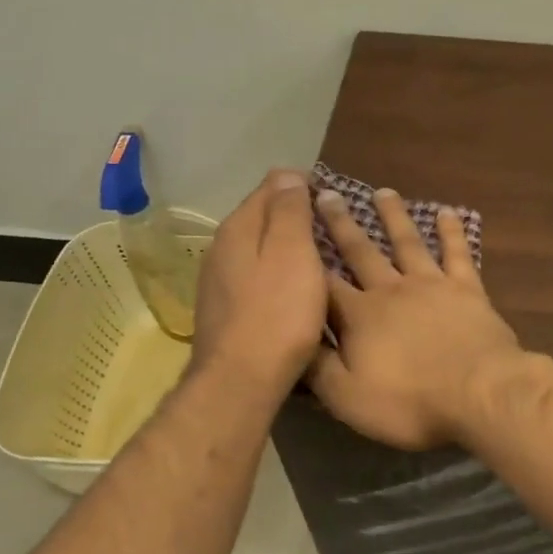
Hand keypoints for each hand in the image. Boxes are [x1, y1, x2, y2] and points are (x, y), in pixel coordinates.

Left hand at [192, 169, 326, 391]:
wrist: (242, 379)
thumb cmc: (278, 313)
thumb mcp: (293, 253)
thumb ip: (290, 210)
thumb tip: (287, 174)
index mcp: (239, 227)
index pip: (272, 186)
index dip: (303, 186)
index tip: (334, 200)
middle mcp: (221, 246)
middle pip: (261, 216)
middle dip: (293, 214)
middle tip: (330, 228)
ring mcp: (218, 279)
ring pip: (257, 247)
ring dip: (284, 245)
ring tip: (317, 257)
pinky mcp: (223, 308)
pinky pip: (255, 275)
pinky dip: (275, 272)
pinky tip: (292, 289)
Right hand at [308, 186, 522, 448]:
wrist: (480, 392)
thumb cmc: (410, 401)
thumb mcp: (348, 398)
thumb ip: (317, 367)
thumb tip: (292, 339)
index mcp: (360, 316)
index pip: (325, 285)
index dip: (307, 261)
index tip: (294, 232)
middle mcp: (391, 290)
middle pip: (361, 251)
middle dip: (341, 224)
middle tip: (326, 193)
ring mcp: (432, 285)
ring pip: (407, 242)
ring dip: (393, 216)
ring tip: (382, 191)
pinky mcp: (467, 289)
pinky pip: (457, 253)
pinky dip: (451, 232)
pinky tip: (446, 212)